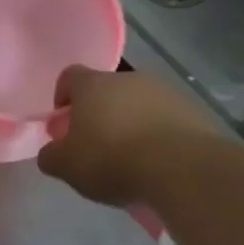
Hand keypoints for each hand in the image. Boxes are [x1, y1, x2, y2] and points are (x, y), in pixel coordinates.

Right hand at [37, 66, 214, 206]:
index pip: (70, 76)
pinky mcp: (192, 110)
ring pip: (138, 104)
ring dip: (131, 123)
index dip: (63, 96)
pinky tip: (158, 162)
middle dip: (99, 114)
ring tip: (131, 158)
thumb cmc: (112, 160)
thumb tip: (51, 152)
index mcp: (93, 85)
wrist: (182, 168)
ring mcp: (164, 91)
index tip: (64, 124)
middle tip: (97, 147)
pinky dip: (158, 134)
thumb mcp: (66, 166)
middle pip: (106, 90)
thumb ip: (51, 156)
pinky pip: (166, 119)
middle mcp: (129, 79)